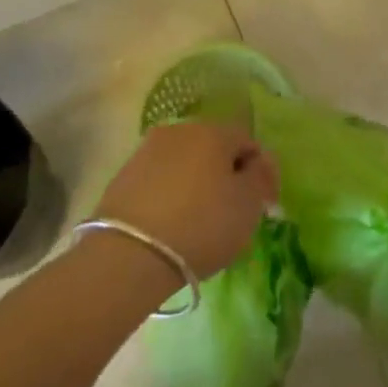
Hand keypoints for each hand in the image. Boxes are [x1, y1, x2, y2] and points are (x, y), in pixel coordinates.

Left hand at [95, 121, 276, 278]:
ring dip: (197, 184)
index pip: (248, 142)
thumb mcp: (248, 205)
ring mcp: (147, 151)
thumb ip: (261, 177)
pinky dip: (171, 196)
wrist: (129, 255)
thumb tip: (259, 162)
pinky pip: (159, 181)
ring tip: (200, 220)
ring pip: (185, 163)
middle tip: (233, 211)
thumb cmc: (202, 225)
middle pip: (214, 149)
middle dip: (226, 174)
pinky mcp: (123, 176)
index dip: (261, 171)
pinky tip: (172, 224)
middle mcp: (180, 130)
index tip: (264, 204)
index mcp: (214, 131)